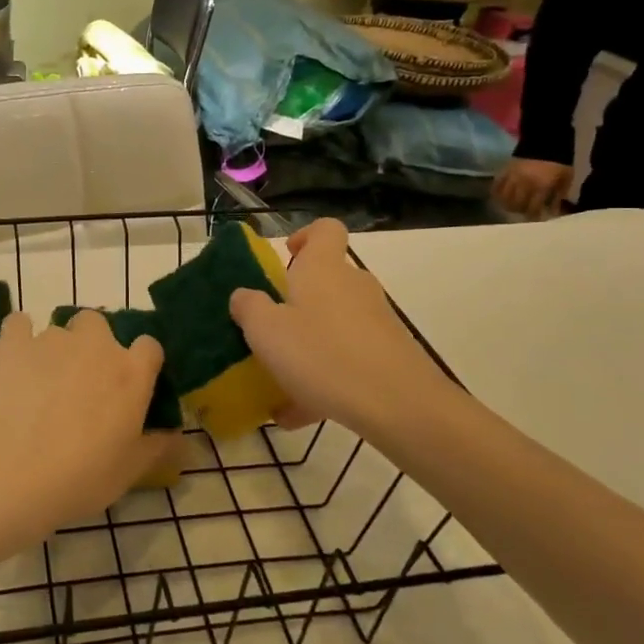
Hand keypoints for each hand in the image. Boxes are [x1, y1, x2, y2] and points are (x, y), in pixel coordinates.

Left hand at [0, 310, 168, 533]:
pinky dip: (18, 337)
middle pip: (99, 325)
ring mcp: (53, 340)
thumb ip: (157, 448)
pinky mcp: (14, 342)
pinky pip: (19, 323)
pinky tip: (13, 361)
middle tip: (81, 382)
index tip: (129, 385)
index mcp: (131, 373)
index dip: (140, 362)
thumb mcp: (129, 471)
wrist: (13, 471)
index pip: (149, 347)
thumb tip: (178, 439)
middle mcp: (96, 345)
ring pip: (59, 330)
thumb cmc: (81, 477)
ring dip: (56, 349)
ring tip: (41, 383)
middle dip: (92, 345)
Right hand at [229, 219, 468, 440]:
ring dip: (309, 347)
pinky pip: (348, 358)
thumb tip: (244, 295)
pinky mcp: (390, 354)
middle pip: (327, 280)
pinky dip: (325, 378)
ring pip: (335, 325)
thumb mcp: (266, 331)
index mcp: (323, 269)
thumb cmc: (322, 354)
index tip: (286, 257)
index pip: (325, 229)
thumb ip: (249, 307)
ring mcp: (377, 320)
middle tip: (272, 328)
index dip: (306, 236)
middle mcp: (353, 286)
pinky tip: (301, 414)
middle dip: (298, 302)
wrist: (398, 404)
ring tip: (280, 384)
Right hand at [493, 157, 573, 218]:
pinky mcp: (505, 171)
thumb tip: (552, 211)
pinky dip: (497, 193)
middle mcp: (524, 184)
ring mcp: (512, 177)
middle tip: (524, 213)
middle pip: (517, 204)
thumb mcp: (565, 180)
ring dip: (508, 204)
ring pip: (505, 197)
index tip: (536, 219)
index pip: (533, 207)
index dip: (534, 216)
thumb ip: (557, 196)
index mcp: (540, 186)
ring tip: (512, 207)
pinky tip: (500, 198)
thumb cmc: (559, 163)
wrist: (547, 142)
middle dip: (521, 211)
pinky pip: (497, 185)